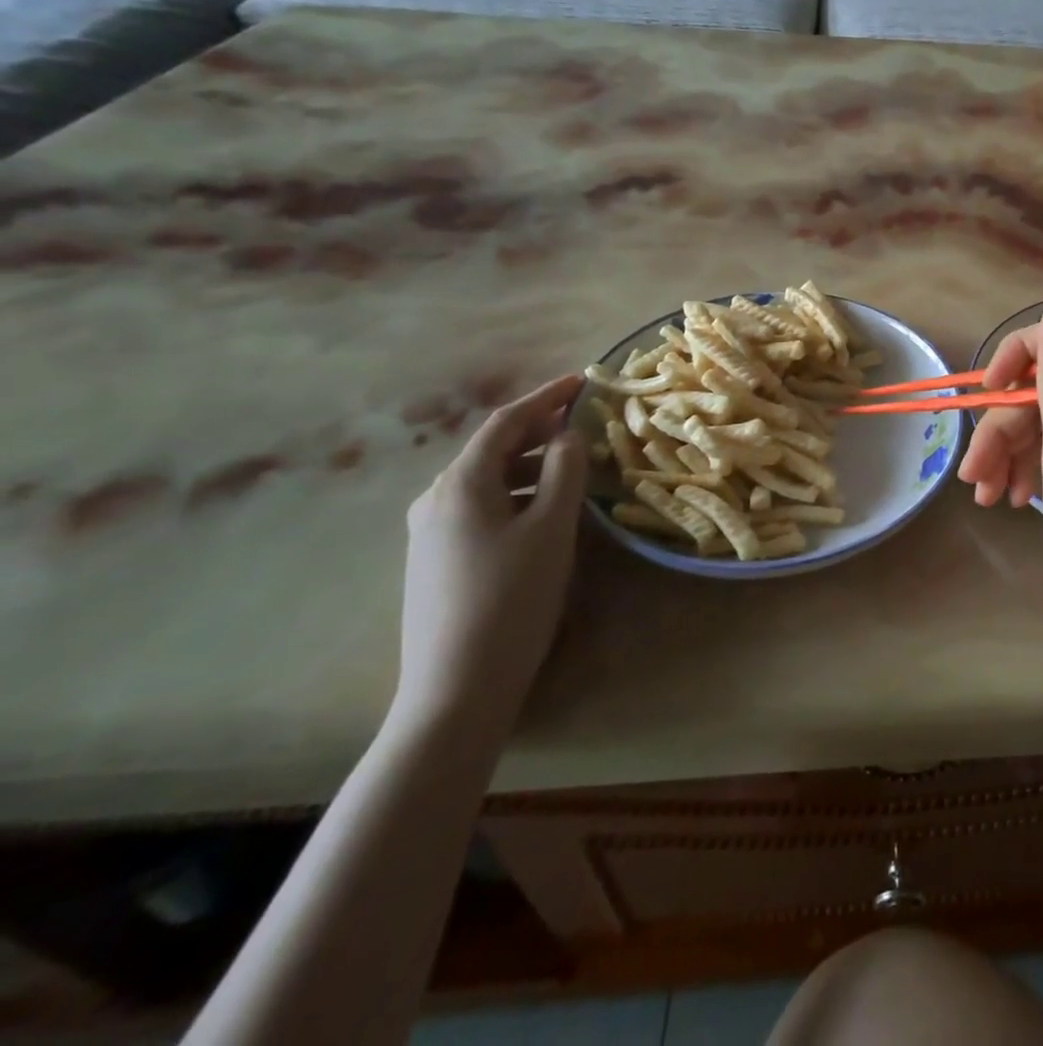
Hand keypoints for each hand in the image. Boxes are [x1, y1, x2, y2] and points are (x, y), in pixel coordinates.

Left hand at [397, 375, 588, 736]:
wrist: (455, 688)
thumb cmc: (511, 598)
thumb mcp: (551, 528)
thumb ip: (565, 471)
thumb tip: (568, 435)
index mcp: (460, 484)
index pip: (506, 422)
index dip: (546, 397)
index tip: (582, 382)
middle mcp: (436, 499)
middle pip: (492, 449)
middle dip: (539, 431)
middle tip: (584, 424)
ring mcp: (430, 533)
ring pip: (488, 481)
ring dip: (531, 466)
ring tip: (573, 468)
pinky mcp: (436, 560)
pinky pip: (482, 508)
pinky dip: (517, 494)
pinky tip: (542, 512)